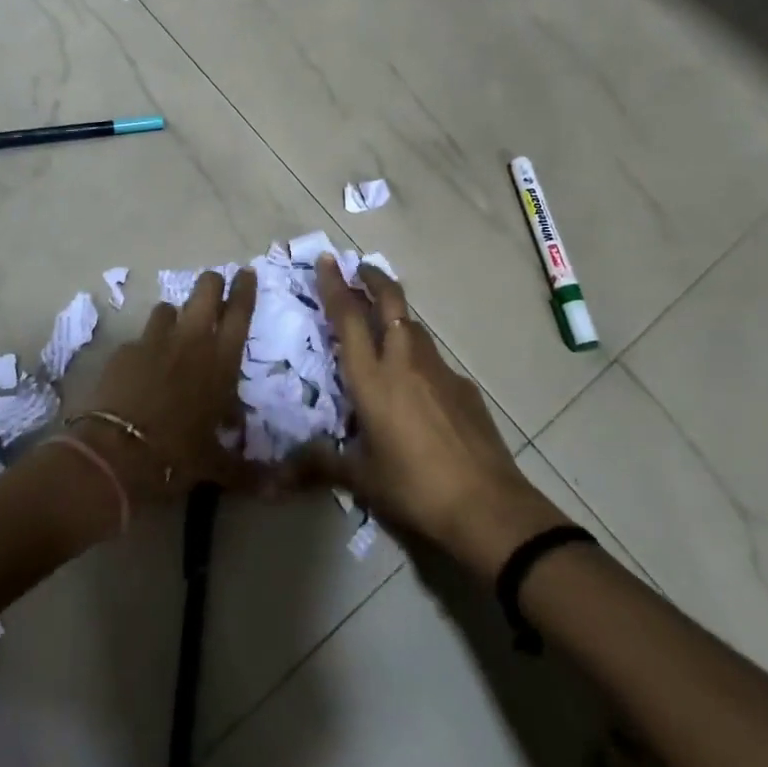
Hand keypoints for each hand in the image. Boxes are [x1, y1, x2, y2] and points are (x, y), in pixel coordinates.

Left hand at [69, 268, 257, 506]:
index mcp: (221, 361)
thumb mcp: (215, 465)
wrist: (116, 453)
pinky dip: (146, 346)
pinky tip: (143, 367)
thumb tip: (276, 489)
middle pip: (205, 290)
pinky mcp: (125, 350)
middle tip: (214, 289)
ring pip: (168, 307)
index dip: (245, 288)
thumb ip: (246, 470)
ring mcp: (154, 340)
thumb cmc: (176, 455)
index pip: (240, 310)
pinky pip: (141, 337)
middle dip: (212, 285)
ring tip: (175, 332)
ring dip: (175, 315)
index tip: (247, 273)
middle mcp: (192, 340)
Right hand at [310, 256, 567, 574]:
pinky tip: (416, 384)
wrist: (486, 505)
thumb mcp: (362, 479)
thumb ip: (322, 465)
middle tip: (359, 268)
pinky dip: (417, 355)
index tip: (327, 261)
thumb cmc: (414, 488)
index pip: (349, 319)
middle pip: (390, 303)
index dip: (335, 286)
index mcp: (373, 379)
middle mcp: (405, 362)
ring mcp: (439, 371)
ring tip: (381, 321)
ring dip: (395, 314)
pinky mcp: (463, 387)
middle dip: (373, 279)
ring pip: (414, 326)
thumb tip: (281, 471)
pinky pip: (433, 360)